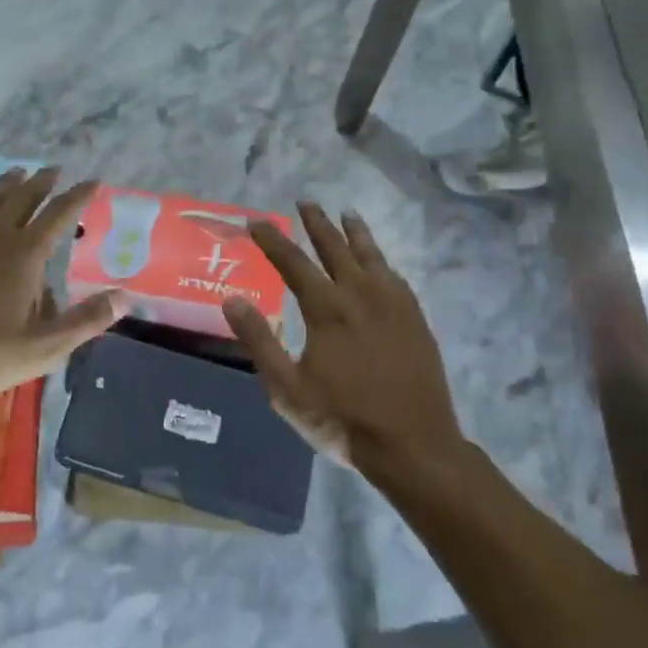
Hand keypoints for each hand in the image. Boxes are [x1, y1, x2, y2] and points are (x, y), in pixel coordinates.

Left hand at [0, 168, 122, 411]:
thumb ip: (86, 320)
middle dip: (42, 182)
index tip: (93, 181)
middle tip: (55, 170)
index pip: (59, 214)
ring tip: (19, 173)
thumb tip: (124, 298)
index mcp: (24, 254)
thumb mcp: (43, 349)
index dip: (78, 196)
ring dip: (8, 184)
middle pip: (23, 197)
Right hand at [221, 202, 460, 473]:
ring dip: (355, 232)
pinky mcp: (415, 319)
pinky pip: (395, 277)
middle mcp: (361, 294)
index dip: (272, 239)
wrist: (414, 446)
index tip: (256, 220)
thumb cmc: (343, 419)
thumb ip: (258, 341)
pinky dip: (382, 261)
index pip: (293, 262)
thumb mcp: (287, 388)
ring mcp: (393, 305)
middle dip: (317, 223)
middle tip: (305, 202)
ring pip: (371, 256)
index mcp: (327, 308)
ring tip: (347, 213)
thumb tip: (232, 299)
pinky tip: (380, 263)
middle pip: (336, 248)